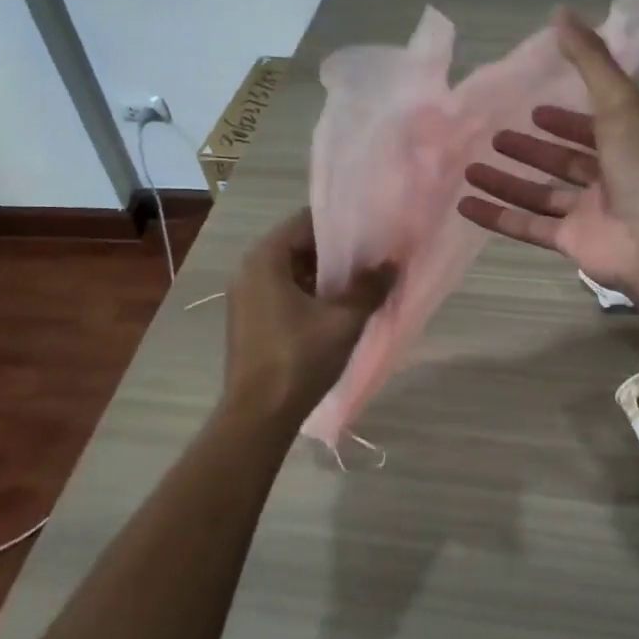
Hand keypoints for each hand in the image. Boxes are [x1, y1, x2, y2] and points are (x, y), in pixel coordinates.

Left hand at [221, 207, 392, 426]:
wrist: (258, 416)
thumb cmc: (299, 359)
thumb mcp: (343, 321)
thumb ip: (369, 287)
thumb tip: (392, 263)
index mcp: (265, 259)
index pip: (306, 222)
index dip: (341, 226)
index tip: (370, 233)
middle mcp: (249, 270)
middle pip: (298, 245)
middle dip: (335, 252)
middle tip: (372, 257)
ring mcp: (246, 296)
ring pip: (292, 271)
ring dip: (324, 275)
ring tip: (362, 282)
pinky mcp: (249, 319)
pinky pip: (283, 292)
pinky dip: (309, 293)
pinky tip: (338, 308)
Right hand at [457, 8, 638, 292]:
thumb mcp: (619, 102)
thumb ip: (590, 60)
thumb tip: (561, 13)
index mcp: (627, 144)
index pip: (593, 126)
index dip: (566, 119)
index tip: (535, 110)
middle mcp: (610, 178)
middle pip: (563, 161)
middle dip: (531, 150)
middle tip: (495, 136)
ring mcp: (589, 213)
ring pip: (540, 194)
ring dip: (506, 181)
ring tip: (470, 167)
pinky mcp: (570, 242)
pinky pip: (527, 226)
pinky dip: (496, 216)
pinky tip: (465, 205)